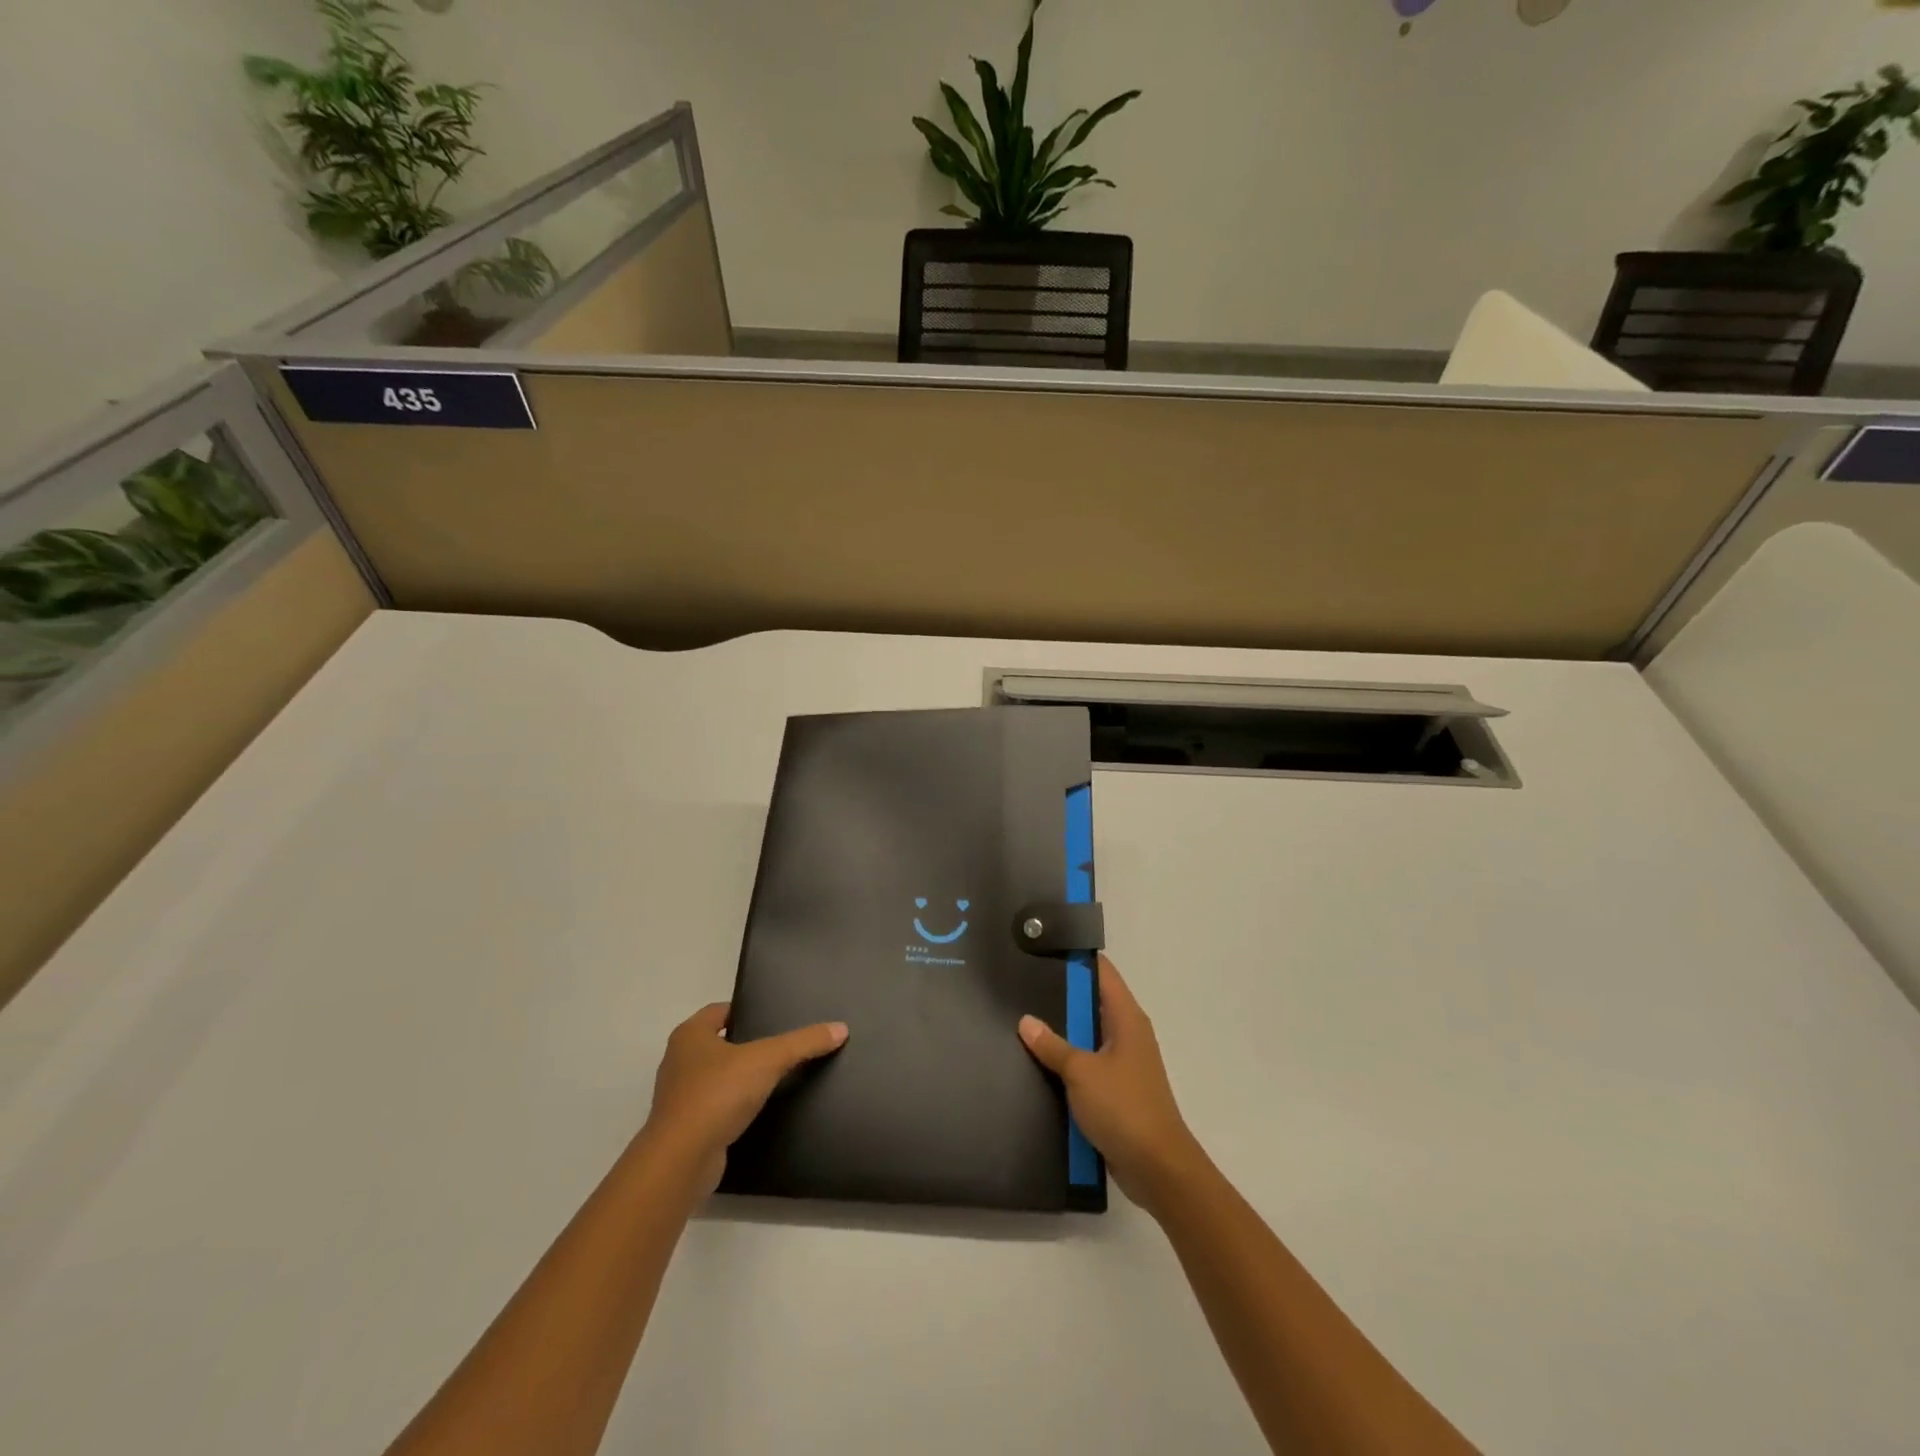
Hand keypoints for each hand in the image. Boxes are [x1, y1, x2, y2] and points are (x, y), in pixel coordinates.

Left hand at [641, 1003, 848, 1195]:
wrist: (681, 1161)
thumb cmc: (718, 1094)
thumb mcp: (768, 1060)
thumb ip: (803, 1042)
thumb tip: (841, 1028)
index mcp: (690, 1035)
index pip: (721, 1010)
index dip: (747, 1010)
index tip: (775, 1017)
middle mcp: (679, 1060)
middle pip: (719, 1042)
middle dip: (747, 1043)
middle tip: (782, 1045)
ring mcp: (679, 1096)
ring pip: (717, 1076)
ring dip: (740, 1077)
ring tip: (776, 1077)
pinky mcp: (686, 1127)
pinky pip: (716, 1107)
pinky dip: (734, 1106)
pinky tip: (759, 1110)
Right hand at [1019, 955, 1204, 1217]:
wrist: (1157, 1168)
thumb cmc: (1124, 1108)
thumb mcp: (1082, 1072)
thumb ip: (1052, 1045)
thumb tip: (1025, 1020)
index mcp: (1127, 1018)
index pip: (1102, 972)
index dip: (1076, 957)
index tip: (1043, 948)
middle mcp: (1128, 1033)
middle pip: (1092, 1002)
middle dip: (1060, 995)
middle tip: (1021, 983)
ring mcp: (1123, 1062)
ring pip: (1087, 1034)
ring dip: (1062, 1031)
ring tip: (1021, 1019)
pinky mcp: (1116, 1089)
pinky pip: (1087, 1063)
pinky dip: (1067, 1060)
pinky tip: (1037, 1062)